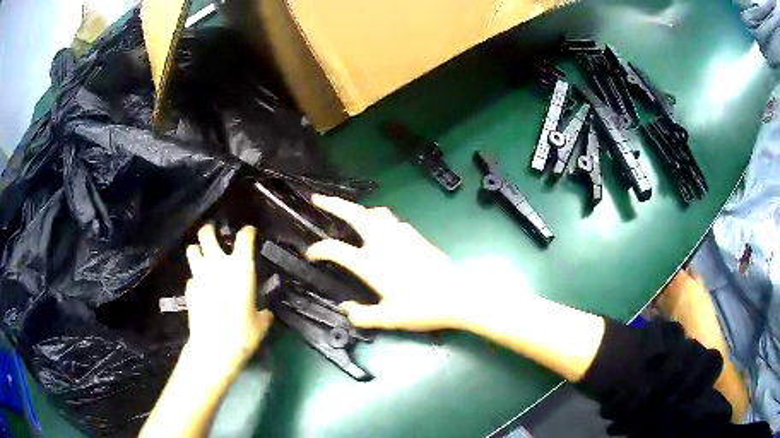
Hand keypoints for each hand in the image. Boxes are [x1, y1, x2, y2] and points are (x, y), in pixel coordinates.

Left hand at [185, 225, 272, 370]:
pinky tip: (201, 289)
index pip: (244, 238)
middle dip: (209, 230)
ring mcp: (200, 276)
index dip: (247, 232)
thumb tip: (265, 313)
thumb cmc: (243, 333)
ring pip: (192, 250)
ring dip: (197, 250)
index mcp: (240, 268)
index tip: (249, 232)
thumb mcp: (260, 324)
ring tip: (202, 256)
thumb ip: (263, 314)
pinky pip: (191, 277)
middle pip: (206, 234)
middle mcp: (217, 265)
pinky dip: (196, 279)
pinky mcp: (189, 289)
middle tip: (213, 233)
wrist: (214, 347)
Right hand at [305, 195, 466, 330]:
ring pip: (374, 212)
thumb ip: (362, 315)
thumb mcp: (388, 318)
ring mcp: (399, 235)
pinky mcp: (414, 235)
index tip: (310, 253)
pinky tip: (381, 226)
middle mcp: (381, 242)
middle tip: (318, 198)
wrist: (455, 295)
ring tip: (349, 212)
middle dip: (332, 203)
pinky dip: (378, 217)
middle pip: (353, 214)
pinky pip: (391, 219)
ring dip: (357, 209)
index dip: (318, 250)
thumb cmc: (421, 307)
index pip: (335, 250)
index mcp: (369, 263)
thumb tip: (346, 310)